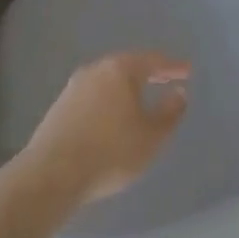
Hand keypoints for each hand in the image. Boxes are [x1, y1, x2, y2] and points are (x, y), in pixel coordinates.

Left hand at [23, 51, 190, 205]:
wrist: (51, 176)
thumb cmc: (111, 151)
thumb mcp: (152, 136)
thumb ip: (170, 112)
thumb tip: (178, 94)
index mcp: (121, 70)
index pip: (153, 61)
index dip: (173, 66)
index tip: (188, 71)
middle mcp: (96, 71)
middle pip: (128, 66)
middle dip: (149, 73)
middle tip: (166, 78)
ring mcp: (73, 88)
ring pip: (107, 81)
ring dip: (126, 87)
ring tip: (140, 98)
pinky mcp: (58, 108)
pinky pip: (93, 96)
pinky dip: (108, 100)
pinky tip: (112, 116)